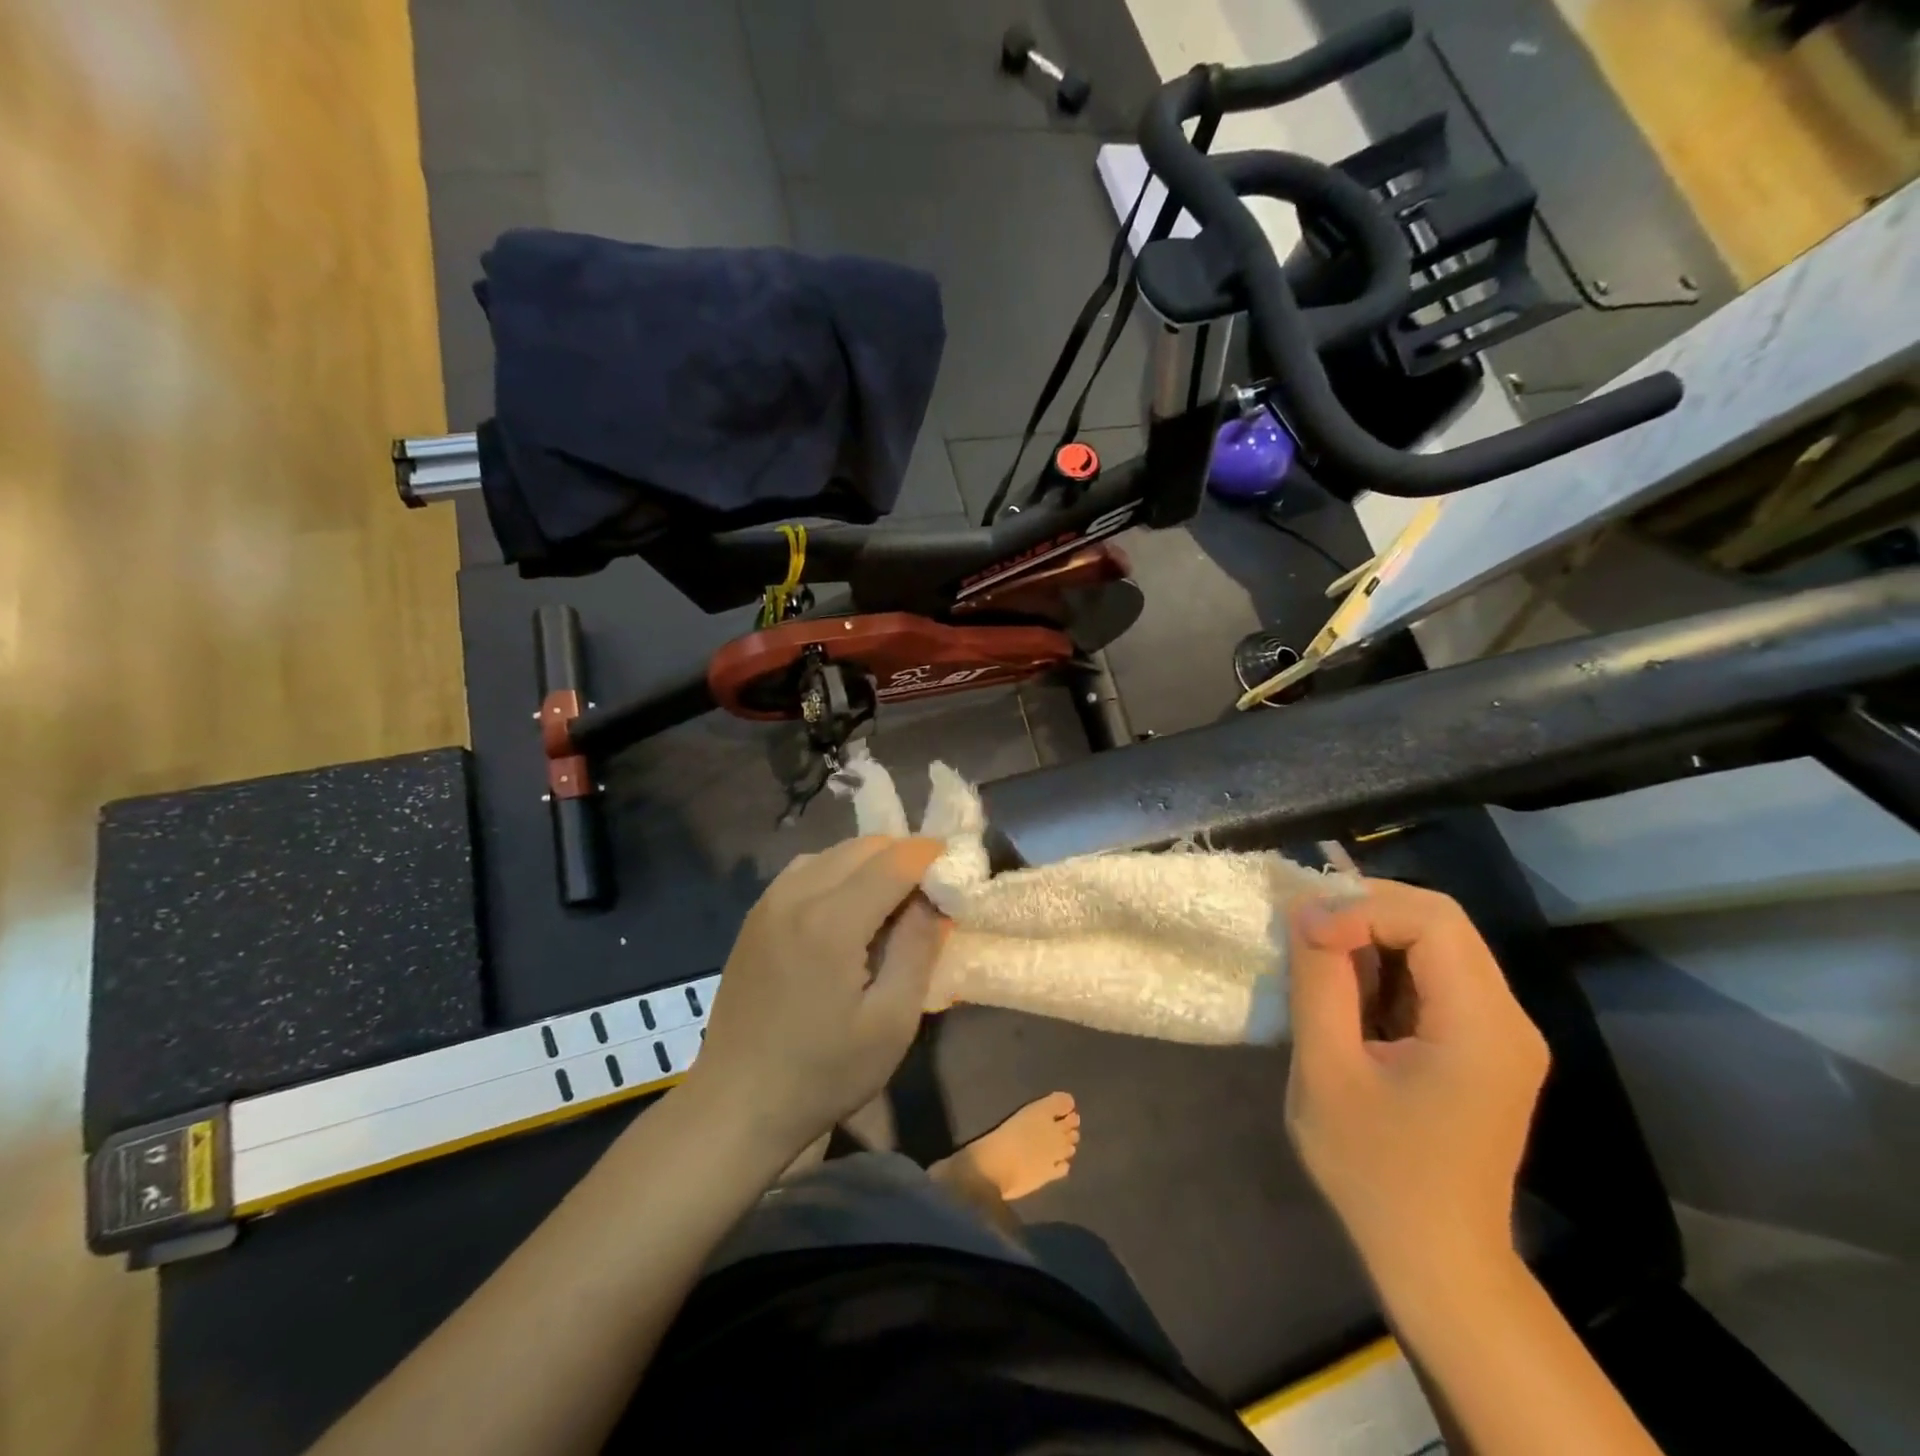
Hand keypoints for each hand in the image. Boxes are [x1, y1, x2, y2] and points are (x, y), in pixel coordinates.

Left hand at [686, 836, 946, 1158]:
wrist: (736, 1104)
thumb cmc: (823, 1073)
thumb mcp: (891, 1022)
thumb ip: (918, 948)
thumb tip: (935, 900)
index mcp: (831, 921)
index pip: (894, 860)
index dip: (931, 855)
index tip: (958, 865)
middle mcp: (796, 895)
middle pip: (864, 847)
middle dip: (904, 857)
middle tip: (930, 890)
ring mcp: (769, 902)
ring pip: (834, 852)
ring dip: (870, 862)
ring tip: (892, 900)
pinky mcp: (755, 915)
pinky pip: (806, 869)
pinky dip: (838, 871)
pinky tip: (847, 907)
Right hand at [1284, 878, 1548, 1280]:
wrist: (1435, 1260)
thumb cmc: (1374, 1171)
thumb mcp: (1326, 1070)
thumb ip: (1319, 981)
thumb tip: (1308, 909)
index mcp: (1483, 1027)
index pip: (1433, 919)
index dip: (1362, 906)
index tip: (1305, 931)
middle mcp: (1508, 1019)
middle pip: (1440, 921)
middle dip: (1365, 910)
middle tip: (1304, 928)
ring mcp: (1501, 1033)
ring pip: (1436, 942)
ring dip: (1371, 936)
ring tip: (1317, 960)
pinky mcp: (1483, 1045)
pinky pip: (1433, 976)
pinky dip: (1384, 966)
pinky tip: (1347, 994)